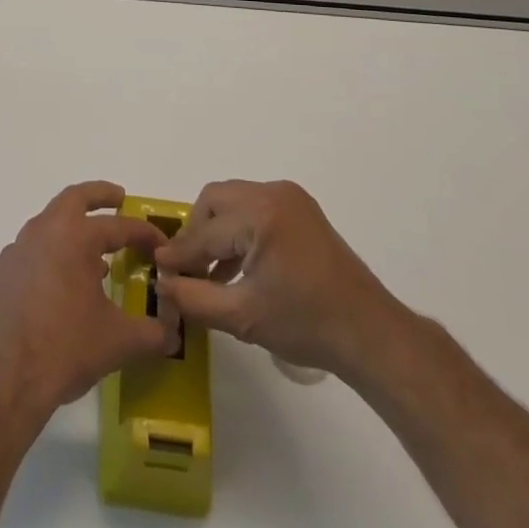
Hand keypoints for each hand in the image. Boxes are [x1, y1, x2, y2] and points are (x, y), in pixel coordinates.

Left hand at [0, 181, 175, 421]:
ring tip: (92, 258)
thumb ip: (151, 333)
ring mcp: (14, 253)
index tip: (161, 244)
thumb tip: (171, 333)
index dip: (144, 233)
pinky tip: (56, 290)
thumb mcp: (118, 342)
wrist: (2, 380)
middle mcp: (42, 233)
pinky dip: (47, 261)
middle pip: (73, 199)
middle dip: (98, 195)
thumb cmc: (65, 349)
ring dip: (71, 232)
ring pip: (47, 227)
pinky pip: (27, 258)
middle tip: (118, 199)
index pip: (118, 226)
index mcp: (74, 237)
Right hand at [155, 180, 412, 383]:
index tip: (158, 268)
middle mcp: (273, 193)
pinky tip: (236, 266)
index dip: (180, 253)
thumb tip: (161, 283)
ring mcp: (290, 198)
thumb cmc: (306, 325)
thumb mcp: (243, 317)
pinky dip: (239, 230)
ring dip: (216, 230)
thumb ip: (194, 298)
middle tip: (187, 268)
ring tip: (209, 272)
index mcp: (260, 215)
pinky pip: (254, 208)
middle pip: (215, 201)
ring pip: (233, 201)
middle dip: (197, 233)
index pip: (205, 232)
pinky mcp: (301, 209)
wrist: (370, 333)